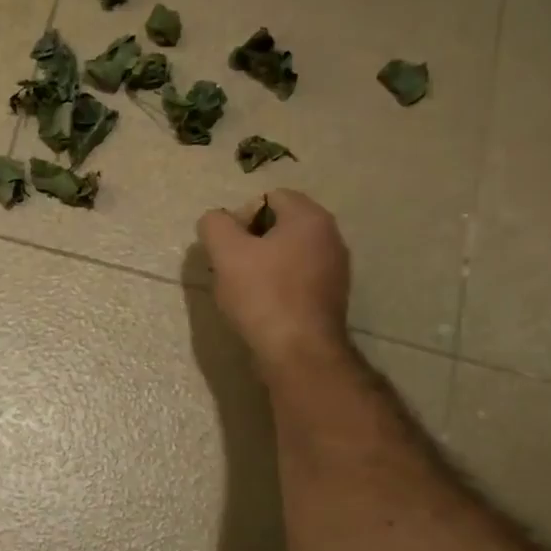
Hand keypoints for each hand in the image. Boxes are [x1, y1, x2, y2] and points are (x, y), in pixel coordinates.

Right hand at [197, 190, 353, 379]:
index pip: (269, 197)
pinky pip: (297, 280)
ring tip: (243, 292)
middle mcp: (330, 237)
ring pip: (287, 255)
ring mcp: (334, 270)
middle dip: (249, 243)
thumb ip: (215, 225)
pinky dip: (277, 287)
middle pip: (279, 226)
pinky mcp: (330, 298)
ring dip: (261, 266)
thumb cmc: (262, 295)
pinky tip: (262, 308)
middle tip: (230, 269)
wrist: (298, 352)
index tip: (227, 248)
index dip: (240, 218)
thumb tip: (216, 221)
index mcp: (310, 218)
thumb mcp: (226, 253)